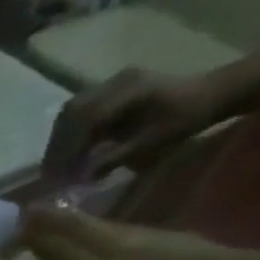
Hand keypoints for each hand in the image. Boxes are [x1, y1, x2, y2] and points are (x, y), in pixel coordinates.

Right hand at [43, 68, 225, 177]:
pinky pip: (78, 109)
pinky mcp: (108, 88)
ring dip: (59, 138)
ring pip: (71, 111)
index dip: (69, 149)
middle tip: (50, 172)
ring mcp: (111, 82)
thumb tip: (81, 178)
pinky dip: (68, 131)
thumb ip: (114, 159)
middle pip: (73, 113)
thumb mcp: (152, 143)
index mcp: (131, 90)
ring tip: (56, 163)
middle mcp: (116, 81)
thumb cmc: (184, 120)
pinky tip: (68, 149)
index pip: (88, 120)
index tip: (58, 175)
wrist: (208, 94)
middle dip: (58, 145)